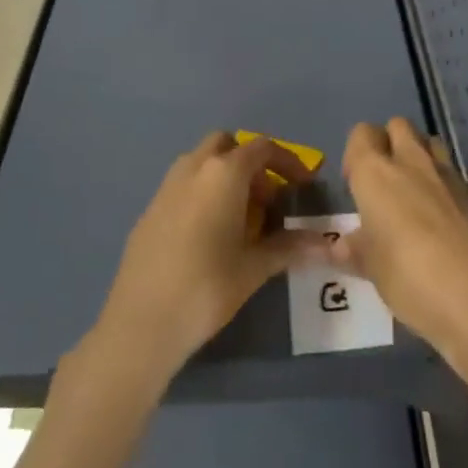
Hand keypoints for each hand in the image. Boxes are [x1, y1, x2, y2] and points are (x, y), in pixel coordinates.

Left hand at [88, 132, 324, 387]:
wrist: (141, 321)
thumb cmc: (207, 287)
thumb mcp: (254, 267)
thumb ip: (289, 247)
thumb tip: (325, 243)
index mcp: (223, 173)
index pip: (262, 148)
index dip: (287, 162)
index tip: (302, 185)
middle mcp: (194, 168)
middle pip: (227, 146)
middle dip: (251, 163)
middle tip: (266, 200)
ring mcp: (167, 186)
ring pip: (202, 162)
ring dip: (225, 176)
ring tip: (241, 219)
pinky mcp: (150, 208)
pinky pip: (184, 185)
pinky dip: (203, 193)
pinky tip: (209, 235)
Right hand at [335, 118, 467, 364]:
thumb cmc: (411, 279)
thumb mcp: (373, 271)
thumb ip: (355, 250)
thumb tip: (339, 246)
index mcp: (376, 173)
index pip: (361, 134)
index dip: (355, 154)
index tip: (354, 186)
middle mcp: (410, 162)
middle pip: (397, 125)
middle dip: (388, 143)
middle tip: (384, 184)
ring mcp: (447, 174)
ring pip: (428, 141)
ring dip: (418, 154)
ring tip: (412, 192)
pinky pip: (451, 170)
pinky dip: (441, 181)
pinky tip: (441, 216)